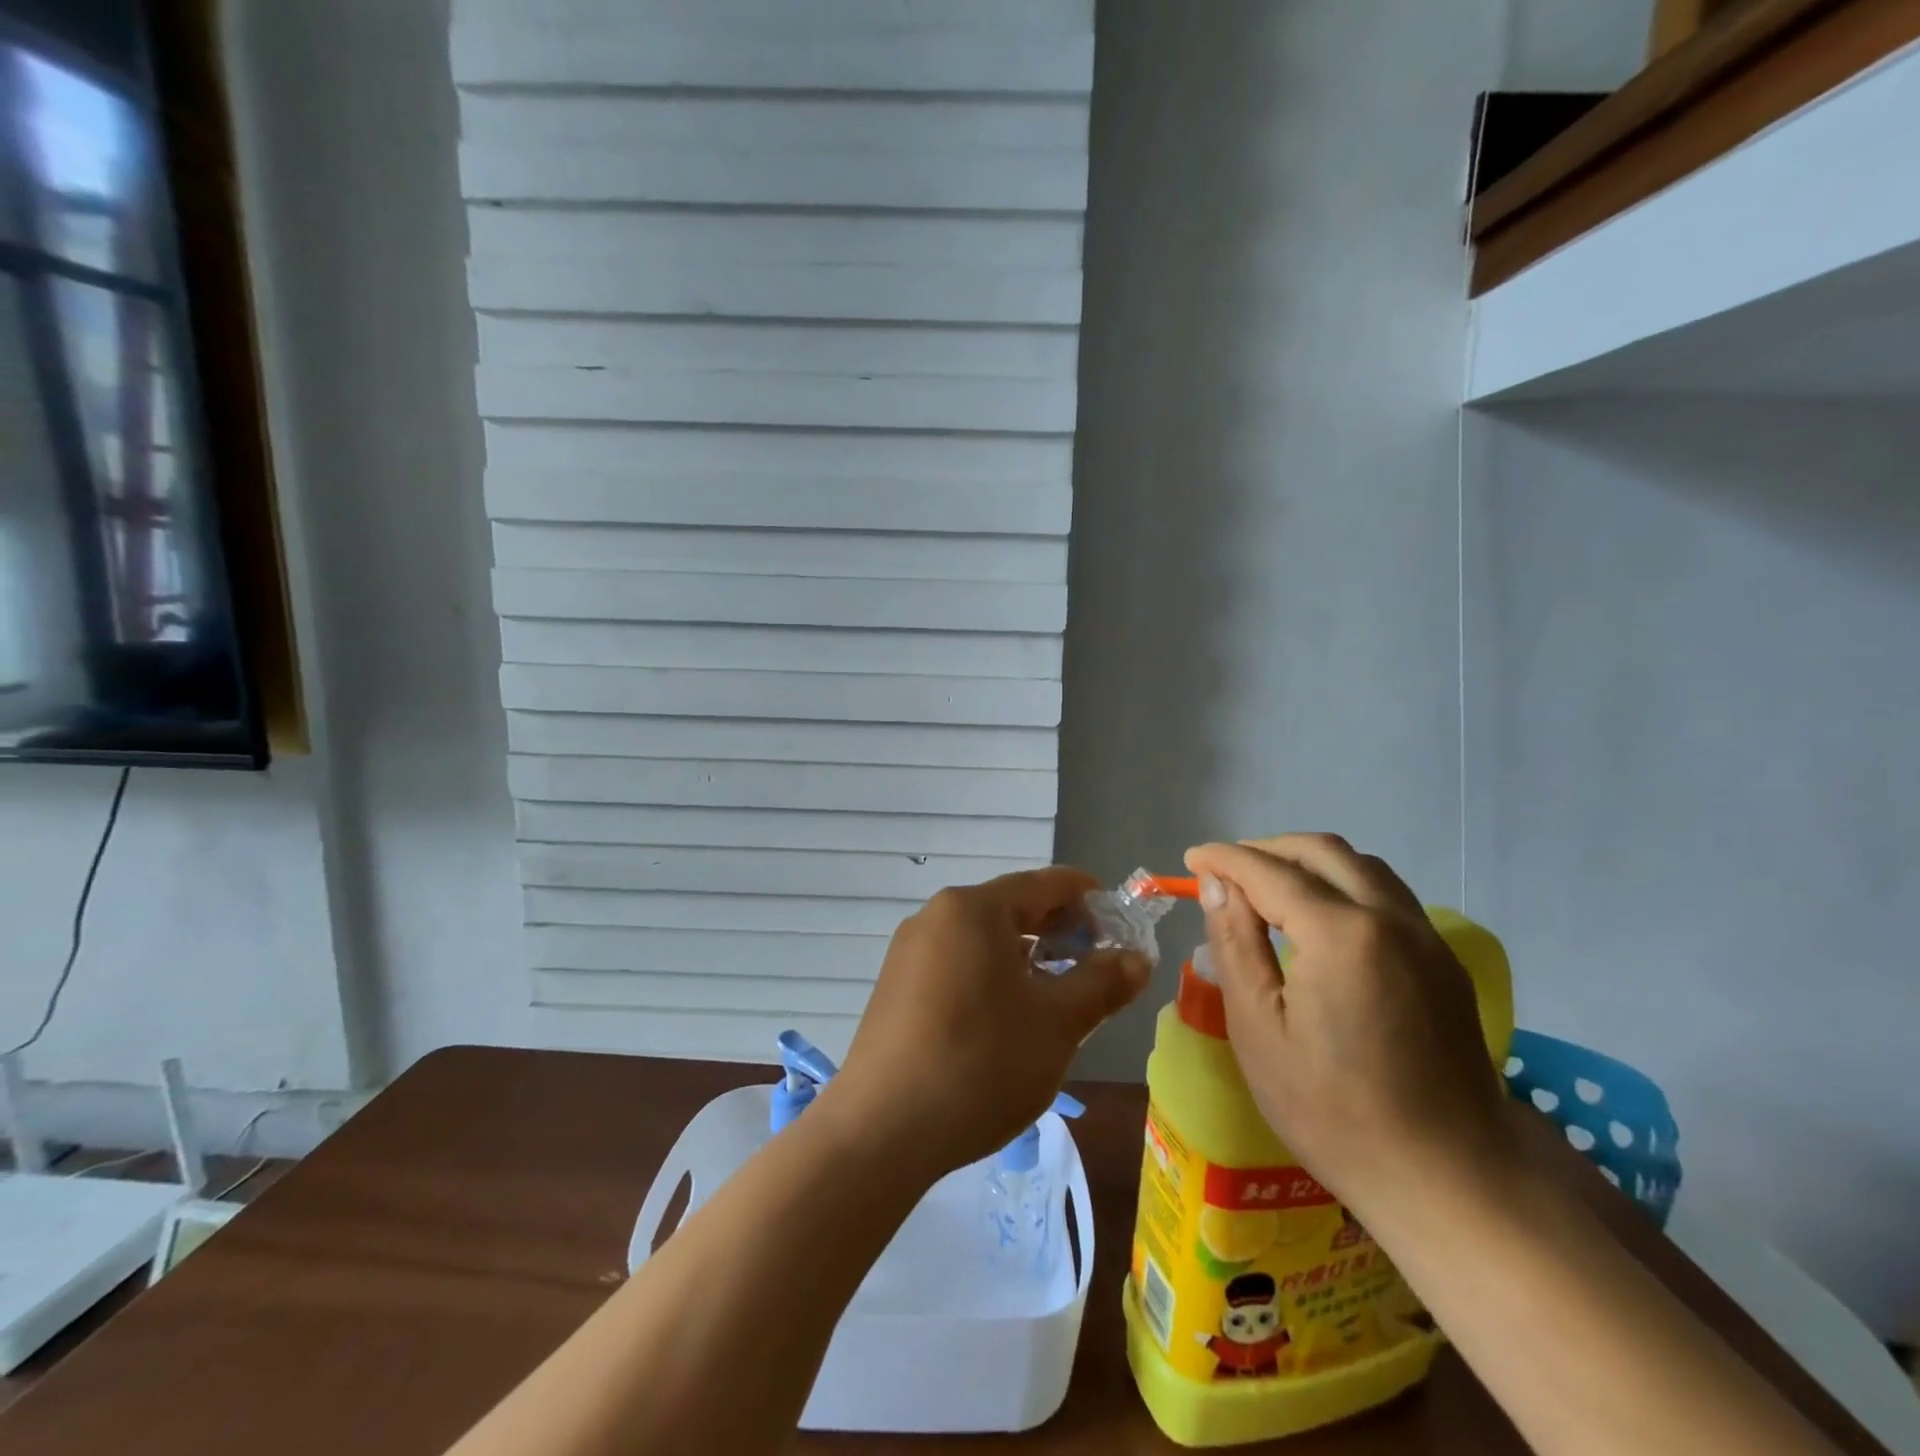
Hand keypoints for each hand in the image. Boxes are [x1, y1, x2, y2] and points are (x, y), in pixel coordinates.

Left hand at [824, 867, 1150, 1176]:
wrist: (881, 1131)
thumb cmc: (980, 1064)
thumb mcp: (1057, 1024)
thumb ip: (1102, 983)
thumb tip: (1136, 958)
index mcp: (974, 908)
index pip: (1047, 883)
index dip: (1092, 900)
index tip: (1123, 930)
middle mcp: (936, 915)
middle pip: (1014, 908)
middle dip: (1061, 933)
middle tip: (1097, 972)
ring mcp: (910, 950)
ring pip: (985, 939)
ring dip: (1028, 959)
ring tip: (1057, 1000)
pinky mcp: (896, 985)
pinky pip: (957, 963)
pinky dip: (992, 977)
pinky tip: (1006, 1020)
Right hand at [1183, 835, 1513, 1218]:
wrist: (1450, 1178)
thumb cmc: (1334, 1111)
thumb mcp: (1259, 1030)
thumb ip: (1236, 944)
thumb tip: (1218, 886)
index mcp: (1341, 934)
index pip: (1270, 871)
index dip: (1225, 859)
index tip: (1191, 860)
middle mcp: (1390, 918)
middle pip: (1322, 851)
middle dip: (1266, 849)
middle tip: (1225, 871)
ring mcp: (1426, 937)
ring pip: (1361, 866)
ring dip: (1308, 862)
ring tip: (1267, 887)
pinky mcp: (1444, 961)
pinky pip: (1387, 895)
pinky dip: (1343, 884)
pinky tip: (1319, 917)